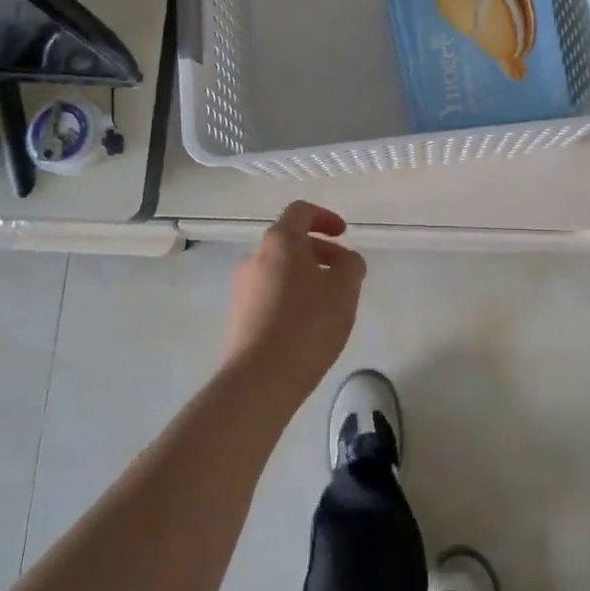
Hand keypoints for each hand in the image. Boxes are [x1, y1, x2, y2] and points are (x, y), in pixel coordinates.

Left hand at [224, 201, 364, 412]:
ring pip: (280, 268)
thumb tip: (346, 260)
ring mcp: (243, 286)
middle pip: (290, 241)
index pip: (301, 211)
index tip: (344, 235)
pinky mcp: (239, 314)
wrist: (259, 379)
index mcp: (280, 241)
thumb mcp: (344, 289)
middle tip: (344, 273)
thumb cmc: (307, 324)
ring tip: (330, 303)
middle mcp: (255, 256)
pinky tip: (308, 324)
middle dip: (320, 251)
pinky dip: (291, 295)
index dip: (325, 217)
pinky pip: (270, 292)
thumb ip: (351, 265)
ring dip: (306, 275)